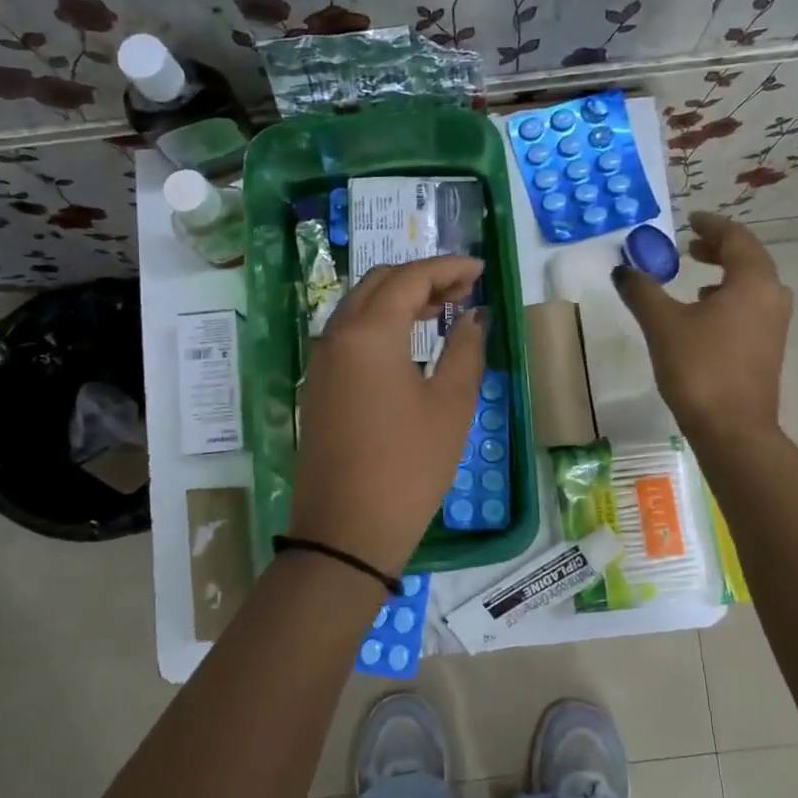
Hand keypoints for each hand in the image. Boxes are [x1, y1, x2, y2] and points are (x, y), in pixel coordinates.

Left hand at [288, 257, 486, 576]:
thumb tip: (473, 317)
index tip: (480, 270)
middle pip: (378, 282)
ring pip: (359, 306)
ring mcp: (321, 361)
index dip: (448, 267)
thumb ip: (466, 349)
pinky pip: (348, 334)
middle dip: (421, 277)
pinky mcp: (317, 385)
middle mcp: (336, 335)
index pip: (409, 277)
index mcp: (369, 333)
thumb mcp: (451, 405)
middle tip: (463, 290)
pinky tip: (407, 342)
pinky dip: (379, 323)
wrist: (347, 530)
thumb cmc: (409, 466)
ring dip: (398, 298)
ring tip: (441, 311)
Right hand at [612, 211, 791, 442]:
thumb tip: (623, 270)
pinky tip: (706, 313)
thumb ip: (642, 291)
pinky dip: (730, 297)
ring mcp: (775, 325)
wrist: (732, 429)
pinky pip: (752, 306)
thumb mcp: (662, 324)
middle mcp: (772, 296)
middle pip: (749, 258)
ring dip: (726, 273)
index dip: (711, 225)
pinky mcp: (769, 348)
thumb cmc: (699, 368)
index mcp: (752, 281)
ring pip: (753, 284)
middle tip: (690, 246)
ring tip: (697, 275)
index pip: (736, 238)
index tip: (690, 220)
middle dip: (719, 248)